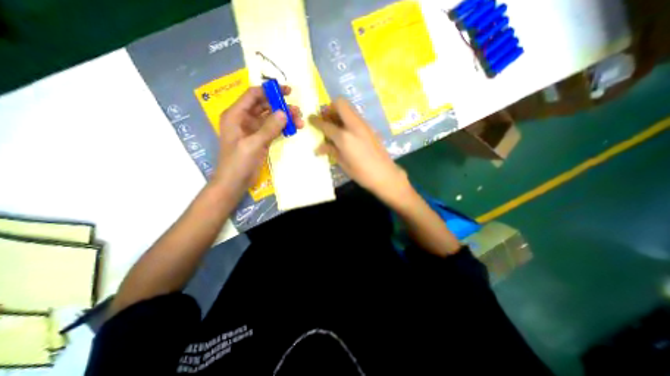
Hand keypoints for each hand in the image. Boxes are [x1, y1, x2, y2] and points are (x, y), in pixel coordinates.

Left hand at [212, 85, 303, 200]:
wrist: (234, 183)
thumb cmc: (238, 162)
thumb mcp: (253, 144)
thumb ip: (269, 128)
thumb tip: (284, 113)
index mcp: (236, 115)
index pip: (253, 95)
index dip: (269, 91)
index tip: (287, 91)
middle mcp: (244, 119)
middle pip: (264, 106)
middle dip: (281, 107)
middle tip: (297, 111)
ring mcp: (253, 130)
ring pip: (271, 118)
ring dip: (284, 118)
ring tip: (299, 122)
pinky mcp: (260, 140)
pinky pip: (273, 129)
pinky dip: (283, 128)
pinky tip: (293, 129)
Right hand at [308, 96, 407, 201]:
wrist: (385, 174)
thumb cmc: (362, 173)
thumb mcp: (343, 164)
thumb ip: (331, 151)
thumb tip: (318, 148)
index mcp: (344, 137)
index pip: (326, 125)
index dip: (316, 121)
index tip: (310, 118)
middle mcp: (354, 126)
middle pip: (340, 104)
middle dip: (329, 108)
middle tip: (325, 119)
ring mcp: (364, 125)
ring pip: (349, 109)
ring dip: (339, 113)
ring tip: (334, 126)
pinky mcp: (370, 128)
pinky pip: (355, 117)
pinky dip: (347, 119)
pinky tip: (345, 132)